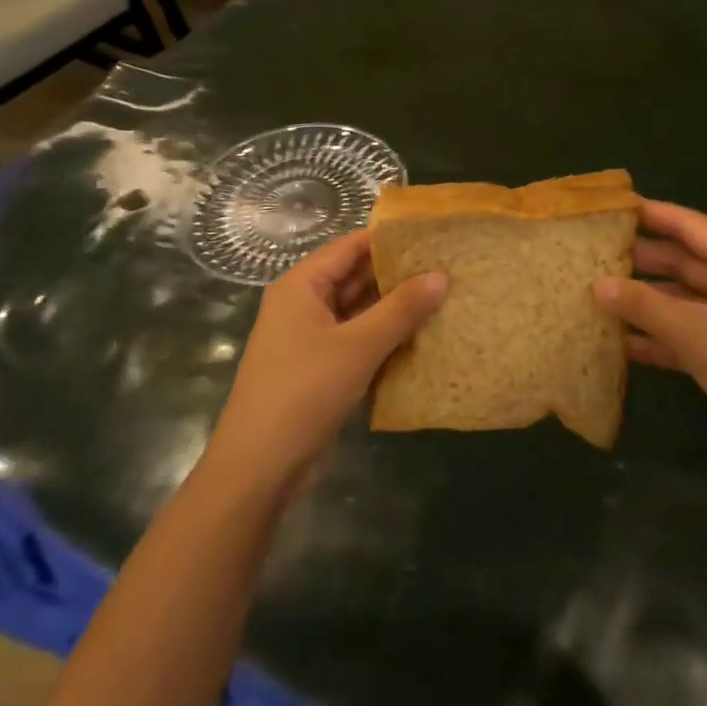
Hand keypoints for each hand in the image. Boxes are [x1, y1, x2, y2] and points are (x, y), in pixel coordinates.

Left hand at [204, 230, 445, 494]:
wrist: (259, 469)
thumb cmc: (304, 393)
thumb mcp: (358, 346)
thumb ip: (401, 309)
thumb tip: (441, 275)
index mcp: (302, 285)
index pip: (351, 245)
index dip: (390, 239)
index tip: (432, 236)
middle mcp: (303, 303)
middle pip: (355, 276)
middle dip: (397, 274)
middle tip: (447, 267)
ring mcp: (310, 337)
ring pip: (358, 310)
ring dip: (394, 308)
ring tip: (444, 297)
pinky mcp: (319, 368)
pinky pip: (356, 340)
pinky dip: (384, 337)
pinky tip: (421, 337)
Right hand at [593, 200, 706, 482]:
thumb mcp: (696, 332)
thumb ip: (644, 305)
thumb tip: (596, 284)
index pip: (693, 226)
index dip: (654, 215)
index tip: (613, 208)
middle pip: (686, 262)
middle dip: (643, 261)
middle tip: (593, 255)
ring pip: (683, 300)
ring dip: (646, 302)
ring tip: (597, 295)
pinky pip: (687, 335)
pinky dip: (658, 337)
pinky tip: (619, 342)